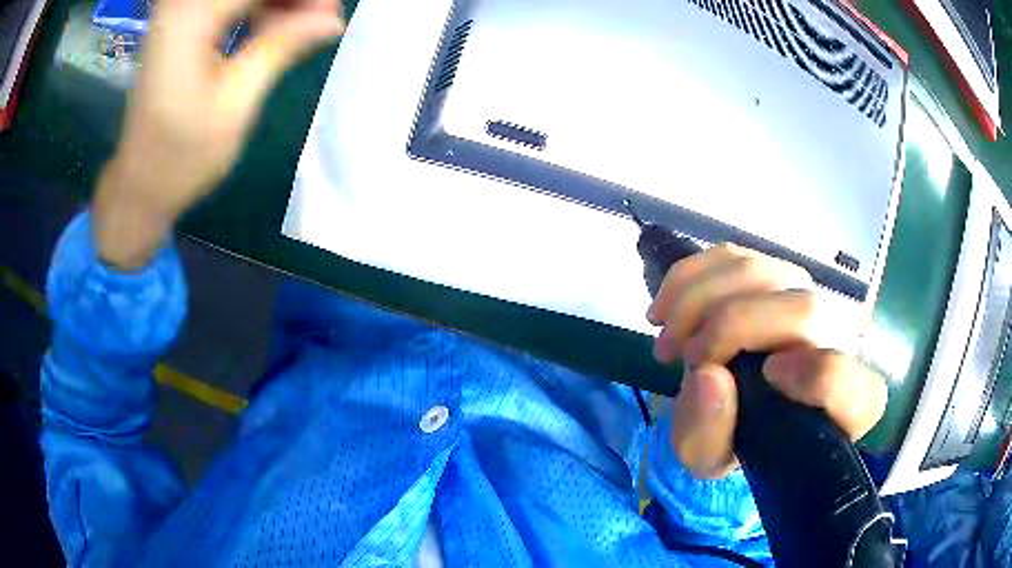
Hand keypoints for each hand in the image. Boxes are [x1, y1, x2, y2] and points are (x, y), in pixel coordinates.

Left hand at [93, 0, 344, 268]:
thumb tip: (332, 19)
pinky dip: (255, 7)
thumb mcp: (234, 104)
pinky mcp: (179, 23)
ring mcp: (177, 12)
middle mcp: (180, 5)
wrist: (138, 184)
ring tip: (304, 26)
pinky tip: (274, 26)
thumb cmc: (181, 157)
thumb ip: (279, 48)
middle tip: (322, 19)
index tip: (332, 13)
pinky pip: (226, 1)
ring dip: (275, 3)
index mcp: (190, 19)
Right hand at [647, 243, 886, 478]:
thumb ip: (710, 435)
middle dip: (730, 327)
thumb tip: (707, 377)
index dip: (818, 375)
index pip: (851, 383)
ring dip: (699, 300)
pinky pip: (733, 255)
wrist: (737, 407)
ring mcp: (807, 296)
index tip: (769, 376)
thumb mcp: (711, 458)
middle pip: (804, 310)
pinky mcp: (774, 273)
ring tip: (667, 339)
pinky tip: (666, 308)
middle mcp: (837, 341)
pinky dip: (690, 277)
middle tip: (683, 357)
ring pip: (762, 272)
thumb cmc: (734, 438)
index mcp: (840, 406)